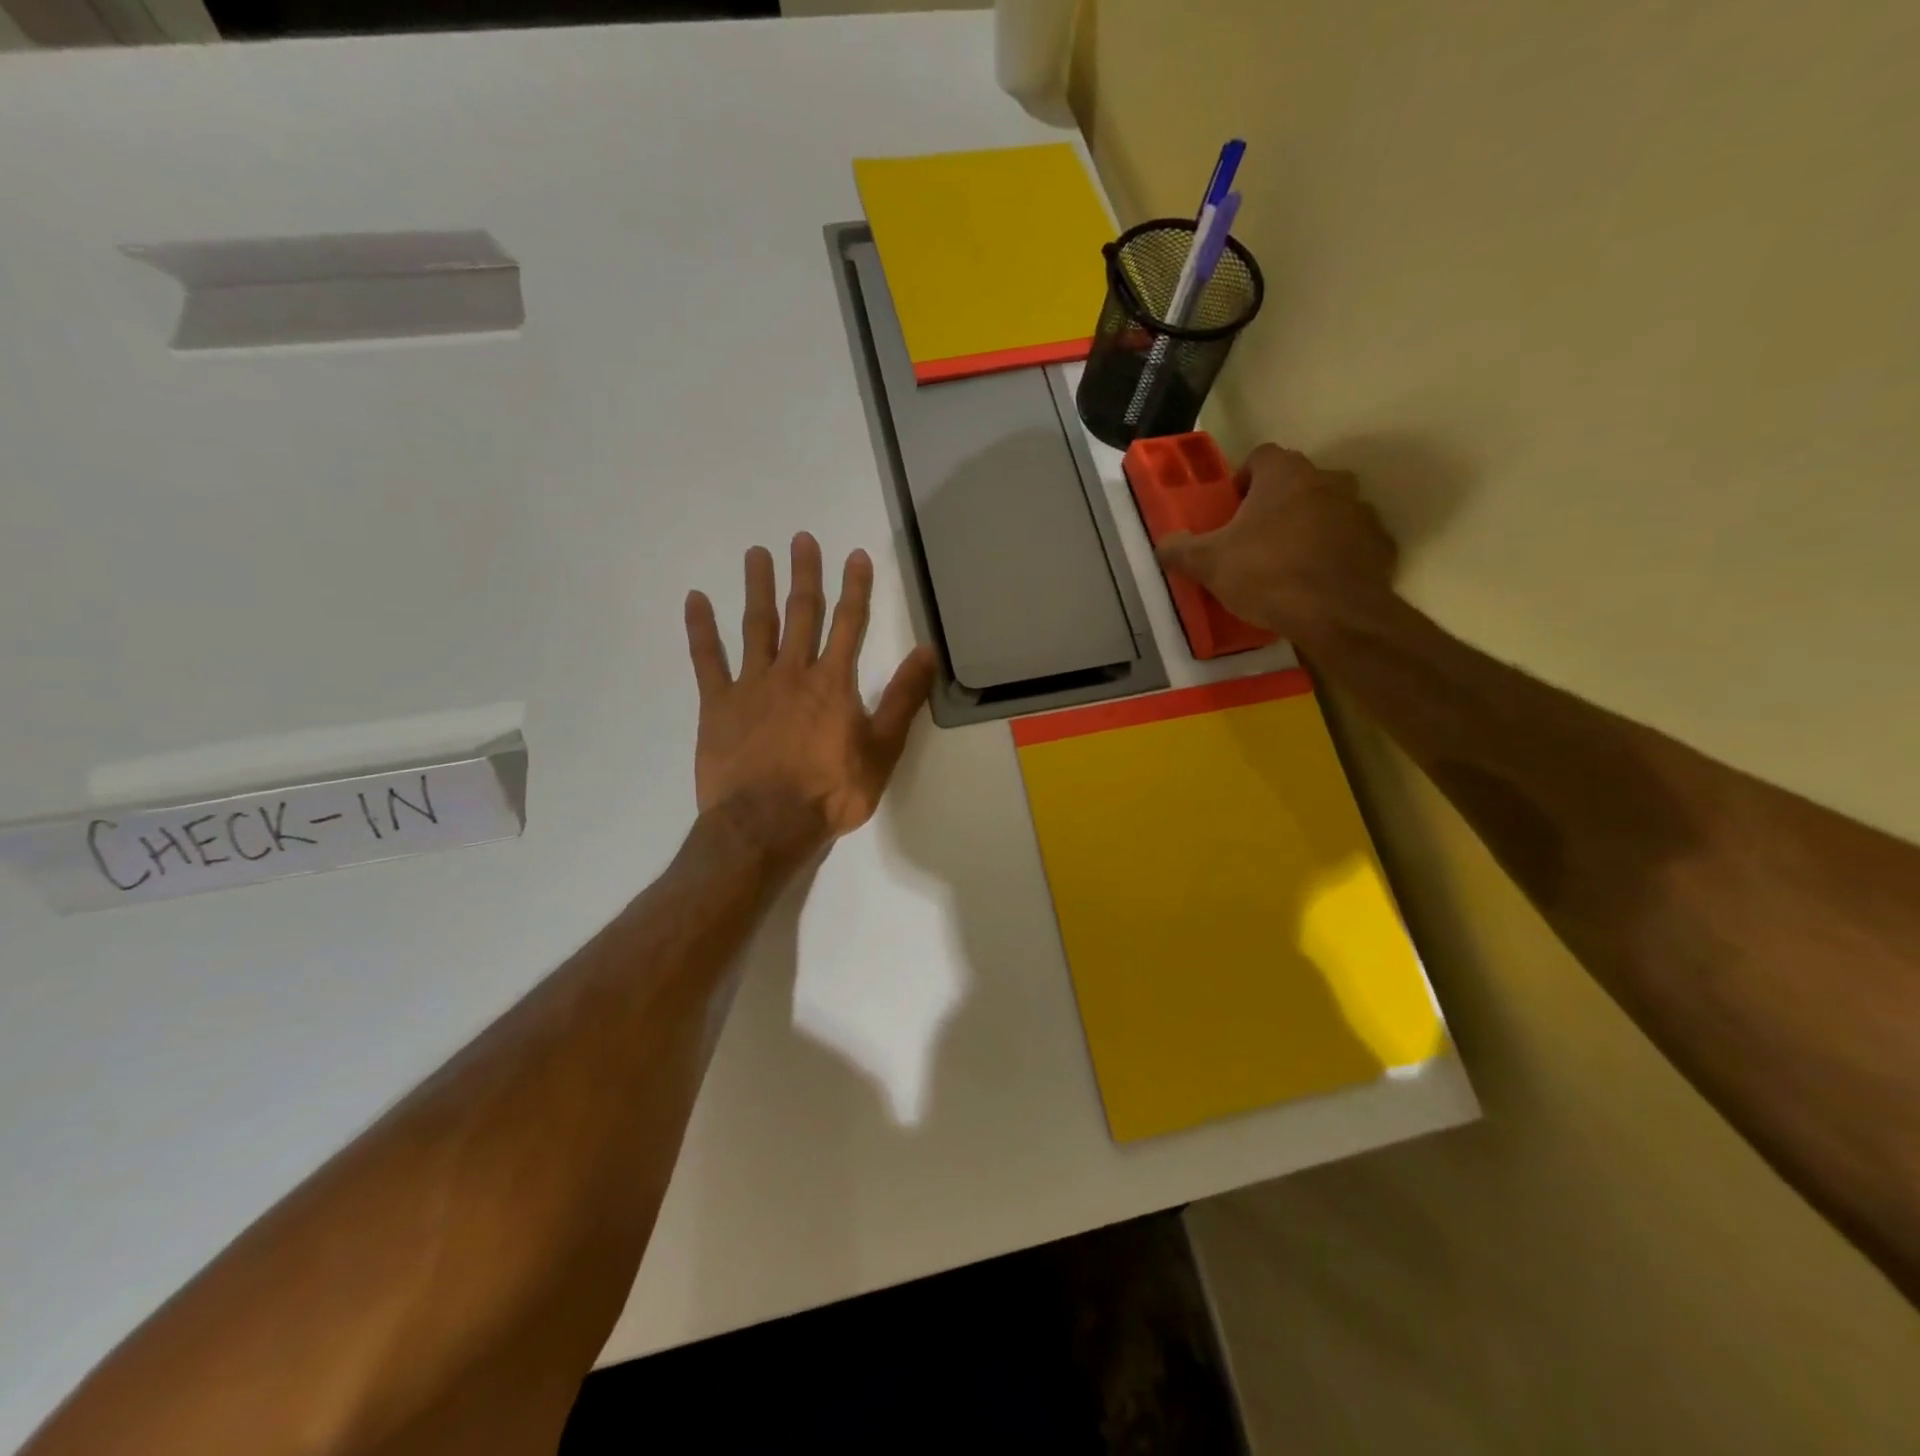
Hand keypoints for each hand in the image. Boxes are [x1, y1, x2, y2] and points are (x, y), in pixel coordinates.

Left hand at [684, 533, 936, 858]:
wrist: (767, 825)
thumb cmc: (830, 793)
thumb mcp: (882, 750)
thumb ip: (903, 699)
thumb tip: (926, 651)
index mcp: (833, 683)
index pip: (849, 624)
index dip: (855, 588)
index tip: (855, 555)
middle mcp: (793, 672)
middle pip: (801, 614)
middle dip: (804, 575)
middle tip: (801, 538)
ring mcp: (751, 685)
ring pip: (756, 626)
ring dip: (757, 588)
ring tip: (756, 554)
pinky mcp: (717, 704)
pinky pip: (706, 660)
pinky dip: (700, 629)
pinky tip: (695, 600)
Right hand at [1154, 444, 1399, 643]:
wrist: (1336, 615)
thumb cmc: (1266, 575)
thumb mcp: (1208, 564)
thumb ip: (1180, 549)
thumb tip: (1163, 544)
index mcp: (1285, 475)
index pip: (1260, 457)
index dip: (1241, 480)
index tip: (1230, 511)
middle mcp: (1328, 480)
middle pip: (1295, 482)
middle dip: (1275, 505)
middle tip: (1254, 540)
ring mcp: (1359, 510)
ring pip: (1326, 510)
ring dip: (1307, 527)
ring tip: (1286, 564)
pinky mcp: (1380, 543)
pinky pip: (1350, 541)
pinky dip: (1335, 554)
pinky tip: (1317, 582)